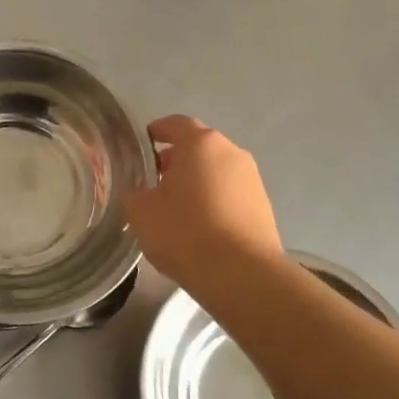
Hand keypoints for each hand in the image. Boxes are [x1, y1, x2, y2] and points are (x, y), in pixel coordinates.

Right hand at [124, 115, 281, 287]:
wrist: (241, 274)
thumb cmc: (184, 232)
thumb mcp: (141, 211)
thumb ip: (135, 193)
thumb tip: (140, 192)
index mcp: (200, 144)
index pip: (176, 124)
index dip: (157, 131)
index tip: (143, 143)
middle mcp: (231, 153)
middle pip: (199, 148)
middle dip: (176, 160)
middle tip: (154, 181)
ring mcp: (252, 180)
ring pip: (216, 171)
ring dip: (197, 182)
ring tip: (176, 208)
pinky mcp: (263, 207)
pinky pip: (230, 194)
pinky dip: (214, 201)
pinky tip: (199, 226)